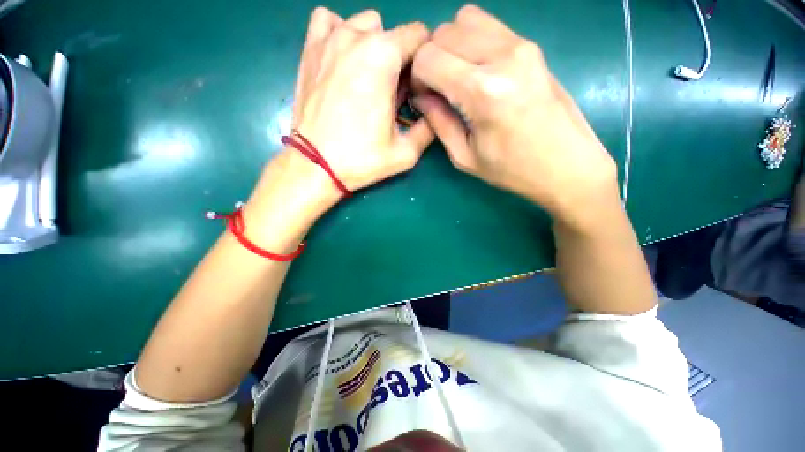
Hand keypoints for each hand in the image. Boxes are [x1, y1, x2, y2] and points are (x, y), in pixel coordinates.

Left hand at [291, 7, 433, 196]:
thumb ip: (428, 127)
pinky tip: (342, 58)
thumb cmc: (361, 159)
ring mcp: (329, 39)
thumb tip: (437, 109)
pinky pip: (327, 22)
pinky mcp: (309, 49)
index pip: (419, 35)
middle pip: (392, 32)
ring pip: (363, 24)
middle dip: (399, 58)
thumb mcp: (405, 153)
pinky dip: (339, 33)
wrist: (316, 165)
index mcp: (383, 58)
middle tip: (391, 91)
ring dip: (372, 45)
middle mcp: (356, 37)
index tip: (417, 84)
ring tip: (367, 77)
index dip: (423, 59)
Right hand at [411, 5, 617, 222]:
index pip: (428, 58)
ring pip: (465, 20)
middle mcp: (501, 56)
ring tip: (456, 78)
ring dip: (451, 47)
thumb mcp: (465, 157)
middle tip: (437, 89)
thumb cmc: (512, 170)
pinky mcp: (531, 46)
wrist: (567, 165)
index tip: (423, 98)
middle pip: (444, 32)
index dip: (417, 77)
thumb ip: (438, 122)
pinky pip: (488, 26)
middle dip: (430, 59)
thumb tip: (420, 97)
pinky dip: (471, 41)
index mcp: (482, 91)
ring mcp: (521, 45)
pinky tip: (476, 70)